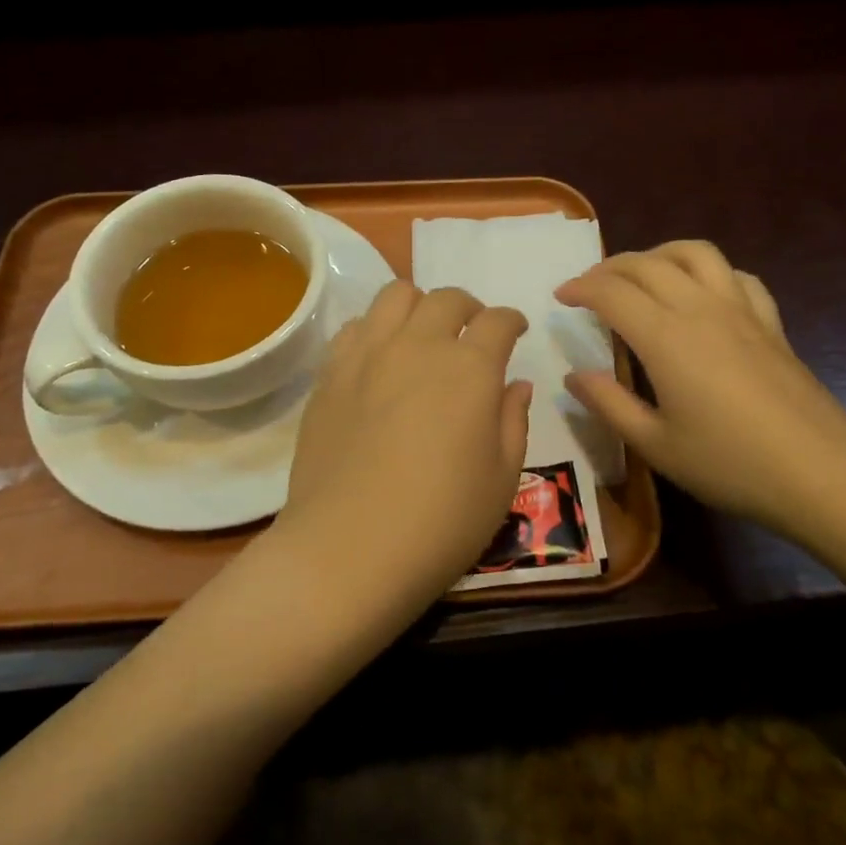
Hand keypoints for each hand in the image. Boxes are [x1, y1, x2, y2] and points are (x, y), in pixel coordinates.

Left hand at [273, 281, 532, 623]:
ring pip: (395, 296)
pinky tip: (379, 358)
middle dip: (469, 308)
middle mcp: (418, 346)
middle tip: (472, 334)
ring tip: (423, 335)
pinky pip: (355, 327)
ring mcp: (367, 355)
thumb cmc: (441, 522)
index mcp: (470, 369)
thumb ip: (514, 421)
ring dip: (419, 306)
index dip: (512, 321)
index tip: (516, 332)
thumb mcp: (501, 479)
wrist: (348, 549)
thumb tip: (515, 385)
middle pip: (447, 298)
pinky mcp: (330, 374)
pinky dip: (375, 329)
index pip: (498, 321)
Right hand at [555, 241, 845, 536]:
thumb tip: (573, 375)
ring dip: (660, 253)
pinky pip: (737, 276)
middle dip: (610, 267)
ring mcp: (741, 311)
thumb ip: (609, 404)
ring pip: (696, 253)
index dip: (580, 288)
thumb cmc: (729, 464)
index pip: (612, 292)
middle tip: (589, 286)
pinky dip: (709, 272)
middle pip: (648, 263)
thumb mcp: (655, 445)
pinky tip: (703, 293)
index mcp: (665, 337)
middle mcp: (700, 309)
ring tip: (642, 274)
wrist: (821, 474)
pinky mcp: (771, 323)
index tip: (560, 296)